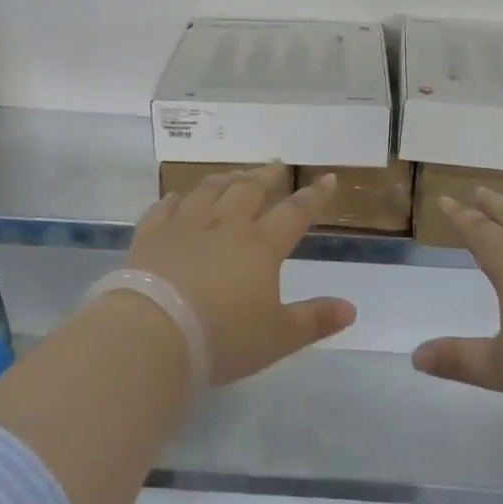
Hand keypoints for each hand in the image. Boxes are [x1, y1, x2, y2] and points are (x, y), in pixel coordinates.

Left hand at [124, 168, 356, 384]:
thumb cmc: (223, 338)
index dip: (314, 196)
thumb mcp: (278, 337)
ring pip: (209, 191)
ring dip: (226, 179)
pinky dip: (177, 198)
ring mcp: (185, 226)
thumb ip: (314, 320)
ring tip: (235, 174)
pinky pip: (165, 207)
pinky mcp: (151, 235)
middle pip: (249, 190)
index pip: (294, 213)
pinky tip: (179, 197)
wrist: (154, 334)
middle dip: (266, 176)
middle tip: (275, 166)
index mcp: (260, 246)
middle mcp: (225, 226)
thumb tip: (351, 308)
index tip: (327, 178)